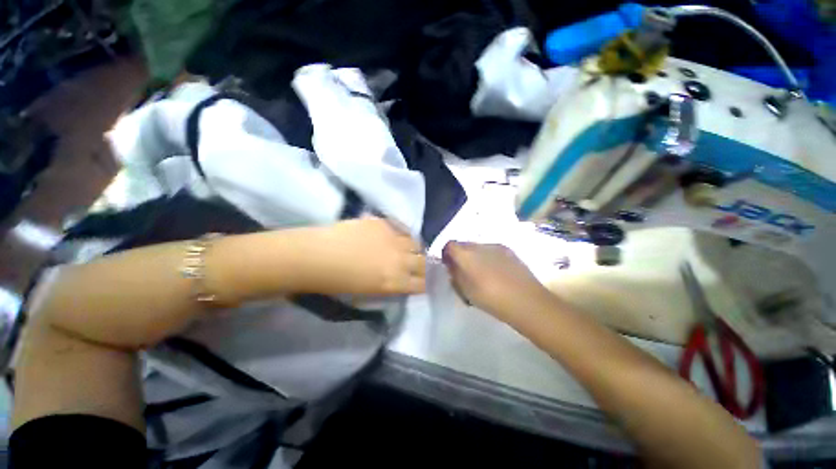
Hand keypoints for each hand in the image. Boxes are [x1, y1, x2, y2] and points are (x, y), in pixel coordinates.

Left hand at [301, 217, 425, 295]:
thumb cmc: (338, 282)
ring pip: (417, 243)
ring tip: (408, 250)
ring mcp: (393, 238)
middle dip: (424, 266)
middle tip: (418, 266)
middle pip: (424, 262)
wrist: (317, 256)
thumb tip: (403, 281)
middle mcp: (400, 260)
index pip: (423, 283)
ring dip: (415, 249)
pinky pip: (403, 228)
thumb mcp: (369, 294)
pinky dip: (403, 234)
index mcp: (395, 281)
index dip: (425, 283)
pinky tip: (397, 237)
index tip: (424, 281)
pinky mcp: (384, 223)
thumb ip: (392, 287)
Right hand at [442, 241, 550, 316]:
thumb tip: (452, 265)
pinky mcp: (509, 250)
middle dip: (460, 254)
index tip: (449, 265)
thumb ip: (455, 275)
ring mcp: (496, 246)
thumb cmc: (491, 299)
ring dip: (475, 255)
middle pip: (463, 244)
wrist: (527, 301)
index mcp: (466, 255)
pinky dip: (488, 256)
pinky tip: (495, 271)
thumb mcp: (466, 291)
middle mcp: (479, 245)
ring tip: (481, 272)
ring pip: (478, 247)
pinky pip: (492, 249)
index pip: (450, 245)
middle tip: (464, 270)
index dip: (447, 254)